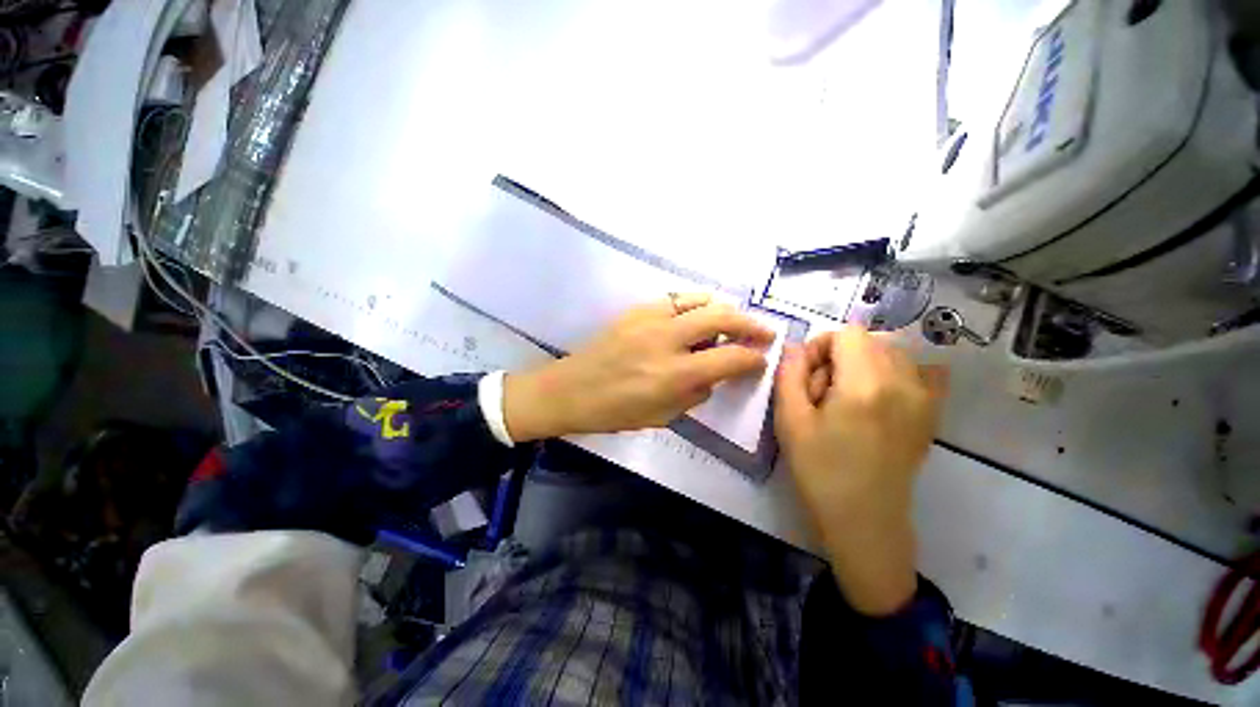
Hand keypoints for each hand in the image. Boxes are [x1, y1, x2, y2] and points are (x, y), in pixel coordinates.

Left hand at [504, 294, 775, 440]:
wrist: (570, 389)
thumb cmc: (614, 412)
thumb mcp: (662, 416)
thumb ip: (695, 394)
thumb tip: (714, 375)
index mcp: (674, 375)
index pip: (730, 359)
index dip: (753, 359)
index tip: (761, 359)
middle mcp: (666, 341)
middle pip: (721, 319)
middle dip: (750, 324)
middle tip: (764, 332)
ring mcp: (649, 319)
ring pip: (700, 301)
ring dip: (724, 309)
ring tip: (733, 320)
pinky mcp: (635, 310)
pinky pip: (674, 298)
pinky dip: (694, 303)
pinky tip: (698, 312)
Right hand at [775, 325, 946, 615]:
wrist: (864, 520)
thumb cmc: (820, 470)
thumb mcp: (790, 420)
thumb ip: (789, 374)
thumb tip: (795, 346)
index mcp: (866, 383)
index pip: (847, 333)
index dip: (820, 347)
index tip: (807, 376)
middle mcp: (904, 382)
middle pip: (870, 340)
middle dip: (840, 355)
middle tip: (823, 392)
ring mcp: (925, 398)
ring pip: (893, 353)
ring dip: (864, 363)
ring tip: (848, 398)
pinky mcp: (931, 413)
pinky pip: (923, 372)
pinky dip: (898, 372)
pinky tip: (881, 396)